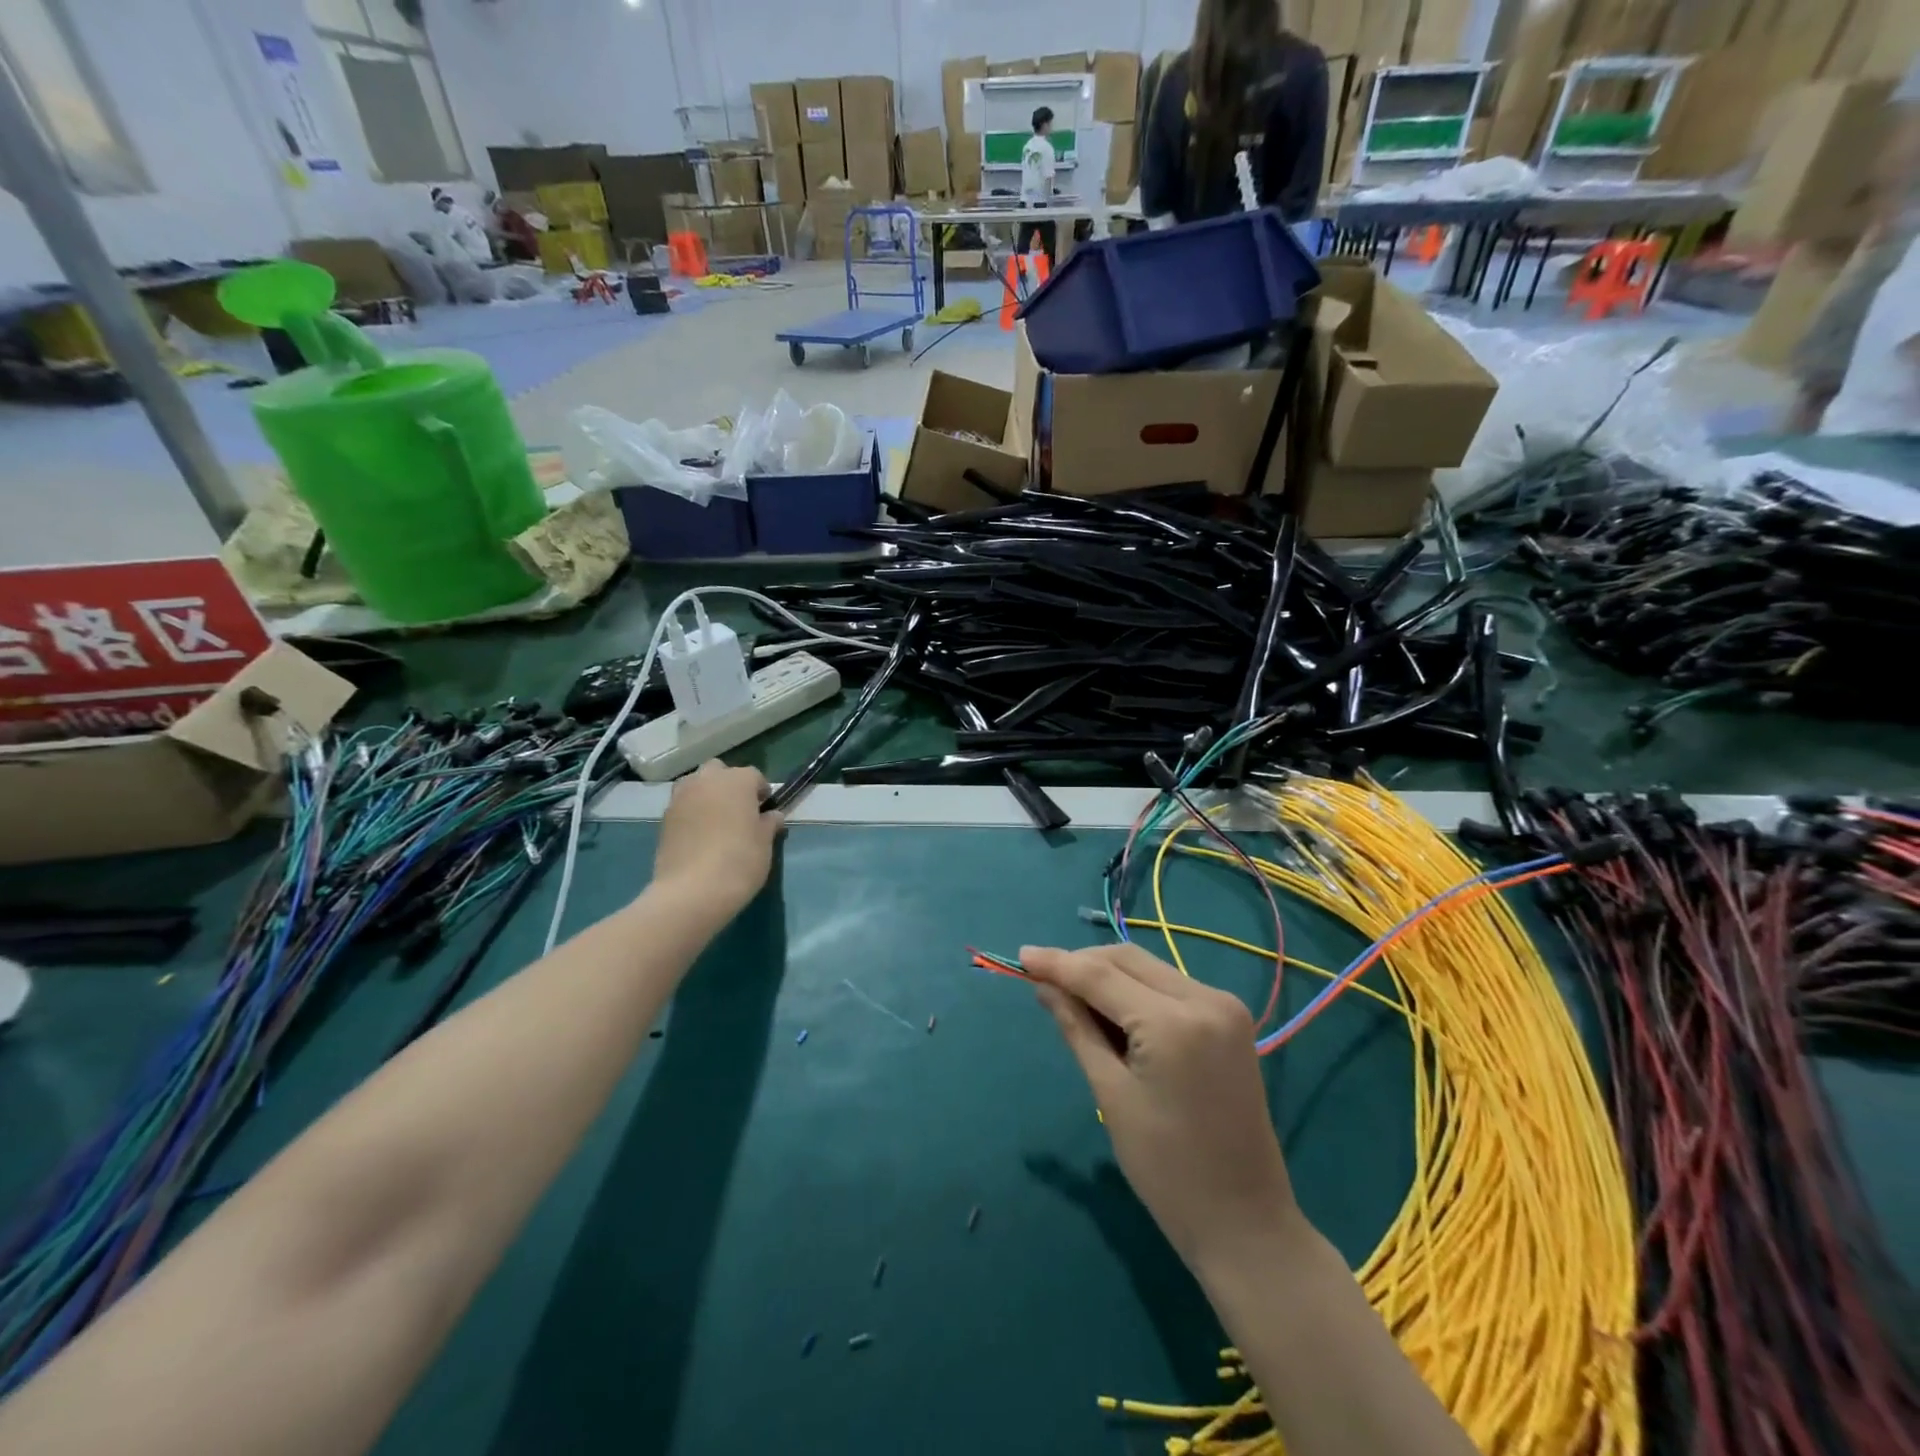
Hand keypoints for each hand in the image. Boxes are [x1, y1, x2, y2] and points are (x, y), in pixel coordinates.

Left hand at [652, 761, 782, 914]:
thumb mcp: (765, 843)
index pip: (754, 775)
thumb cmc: (739, 861)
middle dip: (729, 784)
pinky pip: (683, 805)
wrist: (692, 891)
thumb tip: (772, 815)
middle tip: (738, 811)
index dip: (760, 791)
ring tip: (716, 821)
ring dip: (707, 794)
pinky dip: (692, 812)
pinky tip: (699, 836)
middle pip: (719, 771)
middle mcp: (706, 781)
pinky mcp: (664, 818)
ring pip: (696, 784)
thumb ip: (769, 824)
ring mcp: (681, 798)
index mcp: (737, 781)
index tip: (764, 811)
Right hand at [1022, 942, 1301, 1270]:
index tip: (1020, 956)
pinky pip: (1171, 987)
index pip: (1102, 975)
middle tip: (1043, 979)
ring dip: (1109, 975)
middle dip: (1083, 964)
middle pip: (1128, 960)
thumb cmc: (1167, 1170)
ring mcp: (1224, 1005)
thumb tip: (1045, 986)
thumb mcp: (1111, 1095)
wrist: (1245, 1221)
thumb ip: (1077, 1029)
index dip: (1057, 963)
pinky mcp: (1231, 1018)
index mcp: (1174, 1022)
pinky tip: (1112, 1011)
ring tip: (1072, 998)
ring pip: (1150, 969)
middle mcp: (1205, 998)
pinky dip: (1137, 991)